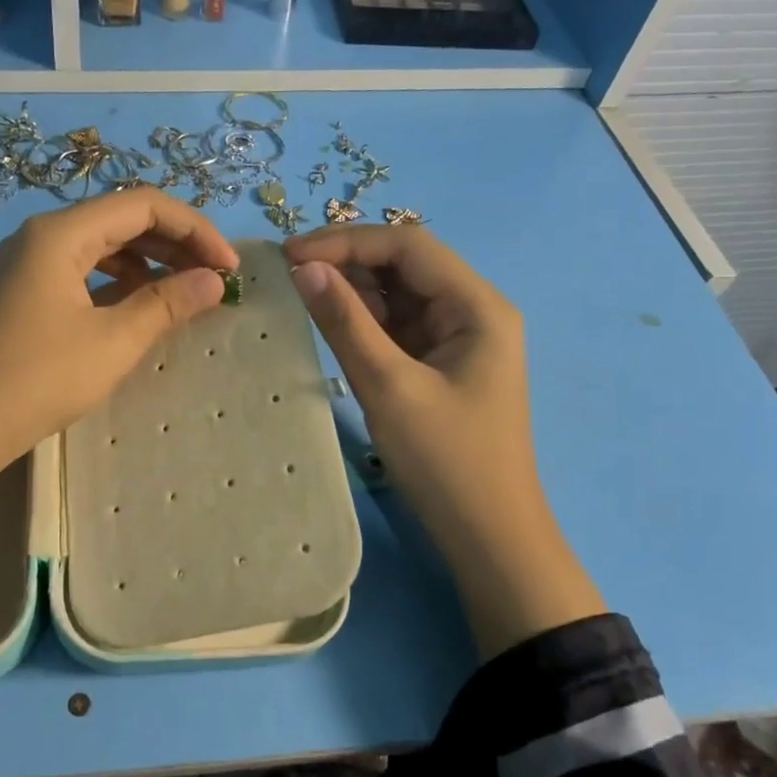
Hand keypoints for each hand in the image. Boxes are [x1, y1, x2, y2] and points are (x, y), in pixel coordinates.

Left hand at [0, 189, 238, 554]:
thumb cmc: (38, 379)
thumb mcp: (113, 342)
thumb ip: (167, 304)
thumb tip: (214, 280)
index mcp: (60, 233)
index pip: (143, 205)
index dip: (195, 229)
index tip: (228, 268)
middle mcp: (41, 236)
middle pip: (121, 220)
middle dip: (174, 244)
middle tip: (214, 279)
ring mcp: (26, 265)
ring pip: (101, 247)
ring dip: (148, 264)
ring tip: (183, 294)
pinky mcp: (21, 293)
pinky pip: (80, 272)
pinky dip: (117, 283)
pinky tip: (137, 308)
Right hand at [285, 226, 603, 655]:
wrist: (488, 535)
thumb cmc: (446, 461)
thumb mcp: (389, 387)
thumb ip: (346, 323)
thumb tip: (304, 268)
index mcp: (477, 306)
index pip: (407, 246)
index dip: (346, 241)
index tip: (290, 255)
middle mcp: (473, 310)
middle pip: (405, 264)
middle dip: (347, 262)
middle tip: (288, 274)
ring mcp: (457, 337)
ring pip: (398, 293)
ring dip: (352, 290)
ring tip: (299, 294)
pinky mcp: (440, 362)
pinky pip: (398, 325)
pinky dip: (363, 320)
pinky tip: (329, 321)